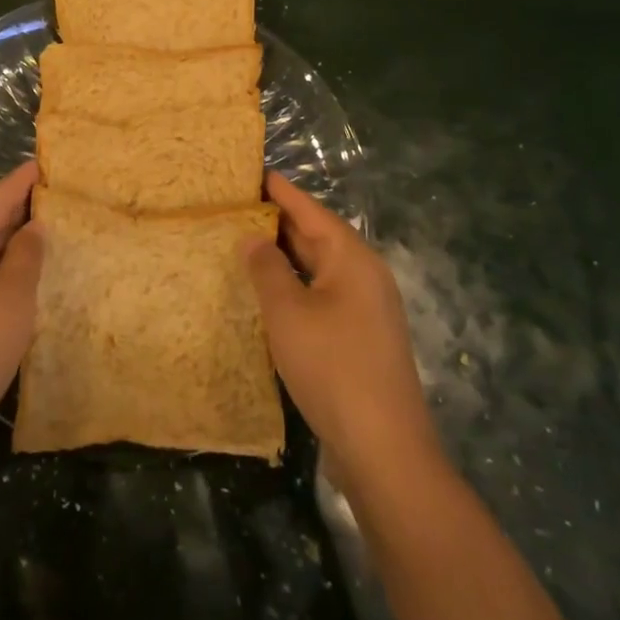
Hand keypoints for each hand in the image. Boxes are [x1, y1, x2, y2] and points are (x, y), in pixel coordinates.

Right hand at [244, 174, 446, 489]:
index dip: (280, 191)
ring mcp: (365, 310)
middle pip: (316, 237)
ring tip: (242, 242)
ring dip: (283, 257)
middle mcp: (363, 276)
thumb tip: (253, 237)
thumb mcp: (287, 312)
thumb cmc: (332, 366)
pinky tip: (267, 294)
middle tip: (235, 206)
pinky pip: (321, 296)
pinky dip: (293, 287)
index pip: (310, 211)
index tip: (252, 171)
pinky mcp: (359, 339)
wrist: (383, 448)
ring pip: (318, 269)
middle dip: (278, 222)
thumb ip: (266, 268)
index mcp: (352, 259)